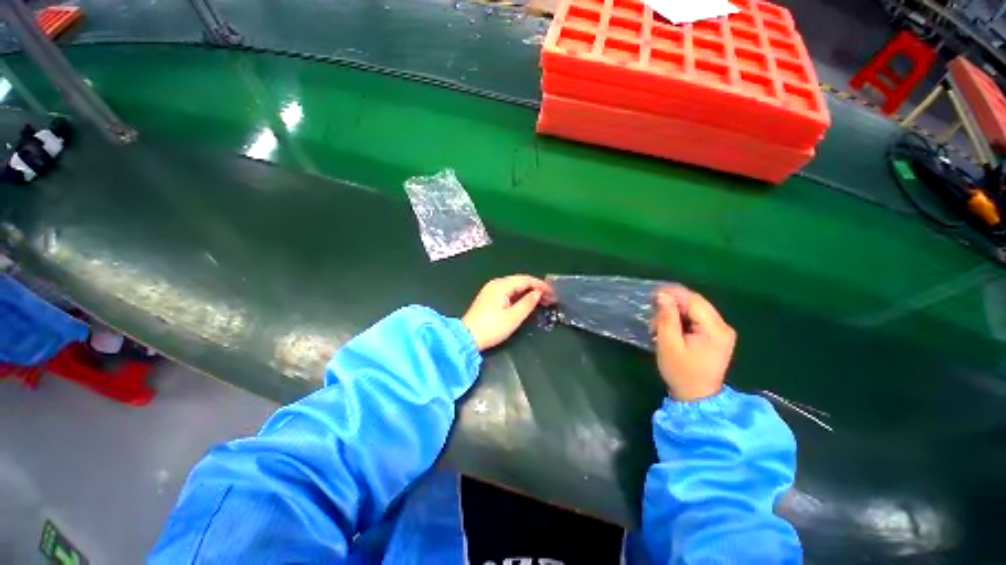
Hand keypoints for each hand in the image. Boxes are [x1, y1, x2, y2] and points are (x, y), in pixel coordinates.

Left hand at [462, 275, 554, 350]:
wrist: (467, 338)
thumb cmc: (492, 328)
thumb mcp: (513, 317)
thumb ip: (528, 303)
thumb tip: (538, 293)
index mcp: (501, 285)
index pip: (525, 280)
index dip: (541, 285)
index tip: (553, 293)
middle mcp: (496, 283)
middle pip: (520, 281)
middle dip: (536, 288)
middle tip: (550, 298)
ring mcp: (491, 290)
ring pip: (514, 286)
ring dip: (528, 292)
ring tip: (542, 300)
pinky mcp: (489, 297)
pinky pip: (508, 291)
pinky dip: (519, 295)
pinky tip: (527, 302)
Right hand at [652, 285, 735, 401]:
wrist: (697, 397)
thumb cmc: (681, 372)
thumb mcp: (668, 344)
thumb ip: (666, 318)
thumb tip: (662, 295)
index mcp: (715, 329)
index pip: (694, 300)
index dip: (673, 294)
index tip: (653, 294)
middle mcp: (723, 326)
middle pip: (696, 303)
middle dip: (673, 304)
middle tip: (653, 313)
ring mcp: (722, 331)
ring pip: (696, 310)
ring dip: (676, 312)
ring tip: (659, 325)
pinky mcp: (717, 336)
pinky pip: (698, 318)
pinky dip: (682, 319)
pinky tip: (670, 328)